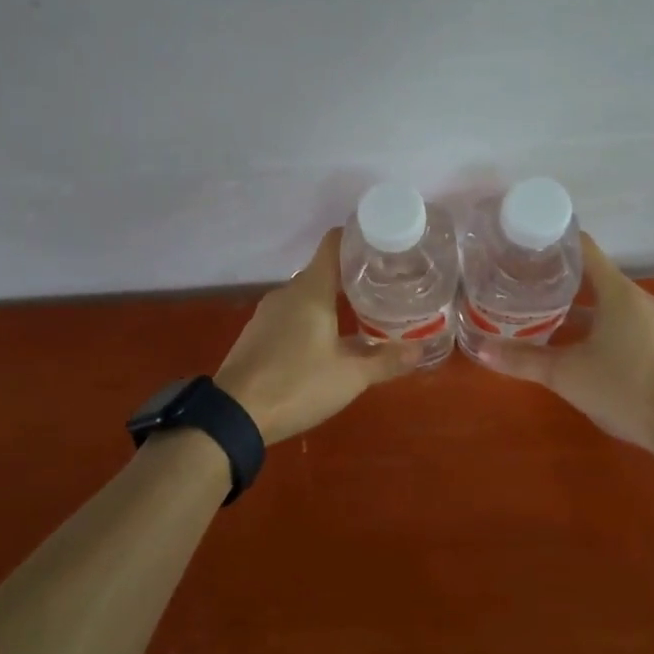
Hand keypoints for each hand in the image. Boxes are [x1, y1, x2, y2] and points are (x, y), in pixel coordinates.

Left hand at [214, 228, 421, 445]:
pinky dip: (312, 319)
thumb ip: (386, 360)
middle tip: (385, 287)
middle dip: (353, 277)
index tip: (384, 244)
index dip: (358, 238)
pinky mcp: (257, 334)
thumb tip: (420, 349)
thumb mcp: (350, 376)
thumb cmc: (297, 384)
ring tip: (363, 313)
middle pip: (323, 271)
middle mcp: (287, 293)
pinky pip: (291, 315)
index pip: (334, 244)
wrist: (233, 415)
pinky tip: (327, 341)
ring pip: (307, 296)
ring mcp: (267, 313)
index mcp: (310, 290)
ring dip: (332, 302)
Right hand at [473, 234, 653, 451]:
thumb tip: (480, 348)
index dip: (554, 242)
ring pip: (607, 301)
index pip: (584, 248)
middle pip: (593, 274)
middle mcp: (638, 298)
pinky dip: (595, 322)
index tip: (523, 245)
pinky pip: (621, 320)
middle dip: (557, 277)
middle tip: (520, 281)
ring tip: (540, 311)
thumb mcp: (566, 374)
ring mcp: (652, 321)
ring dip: (576, 304)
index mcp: (618, 292)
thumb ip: (523, 360)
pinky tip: (574, 343)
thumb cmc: (625, 389)